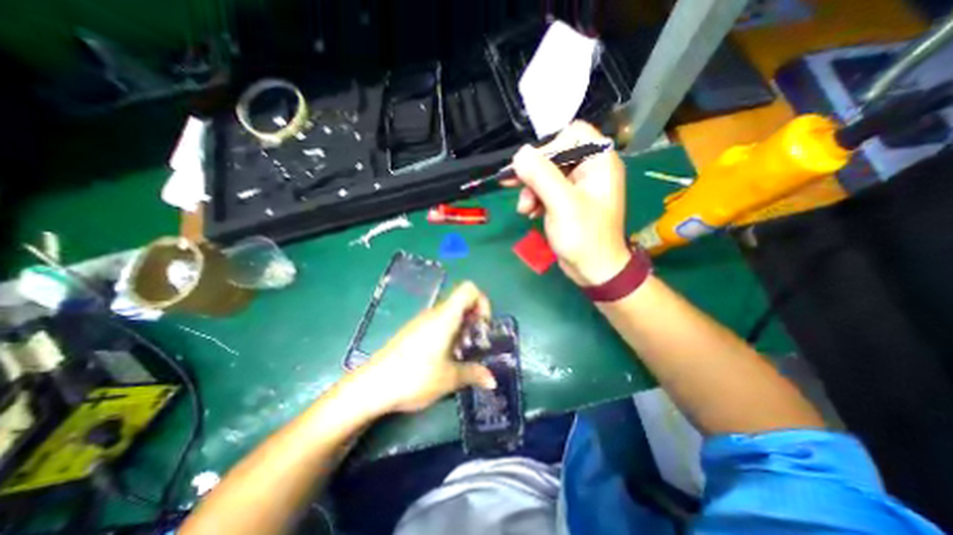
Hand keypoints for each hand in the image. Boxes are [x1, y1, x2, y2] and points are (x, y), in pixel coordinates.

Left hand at [352, 284, 500, 413]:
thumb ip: (474, 374)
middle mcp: (434, 313)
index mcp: (446, 316)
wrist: (373, 385)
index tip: (483, 326)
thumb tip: (492, 380)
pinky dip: (449, 334)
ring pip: (450, 315)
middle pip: (461, 302)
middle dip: (475, 319)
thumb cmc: (416, 376)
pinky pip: (438, 324)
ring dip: (462, 329)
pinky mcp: (413, 331)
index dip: (483, 302)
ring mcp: (421, 321)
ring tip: (462, 354)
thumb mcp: (449, 378)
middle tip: (477, 343)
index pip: (469, 289)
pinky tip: (444, 358)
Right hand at [510, 120, 629, 285]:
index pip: (572, 135)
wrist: (593, 269)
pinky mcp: (567, 199)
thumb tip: (519, 154)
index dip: (550, 147)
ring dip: (531, 189)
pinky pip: (546, 189)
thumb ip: (541, 176)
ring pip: (546, 173)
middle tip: (516, 187)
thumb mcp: (562, 204)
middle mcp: (590, 168)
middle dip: (534, 174)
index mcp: (599, 161)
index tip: (531, 168)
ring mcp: (578, 185)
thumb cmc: (585, 237)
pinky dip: (535, 198)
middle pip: (555, 154)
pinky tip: (529, 212)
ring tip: (524, 208)